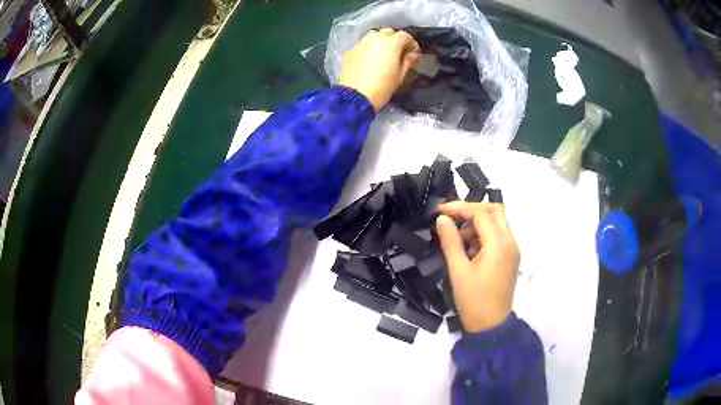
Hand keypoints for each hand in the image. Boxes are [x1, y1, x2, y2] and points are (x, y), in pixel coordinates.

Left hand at [340, 28, 420, 111]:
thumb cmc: (383, 86)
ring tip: (383, 54)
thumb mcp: (400, 75)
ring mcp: (361, 43)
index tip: (413, 53)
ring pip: (374, 36)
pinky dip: (369, 49)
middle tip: (398, 53)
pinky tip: (370, 61)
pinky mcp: (350, 51)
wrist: (356, 95)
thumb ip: (408, 61)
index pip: (404, 36)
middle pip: (388, 33)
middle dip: (395, 40)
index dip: (411, 43)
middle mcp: (375, 38)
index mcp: (391, 43)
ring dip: (381, 42)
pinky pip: (363, 45)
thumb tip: (414, 54)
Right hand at [436, 202, 519, 332]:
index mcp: (498, 244)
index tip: (440, 211)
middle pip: (495, 211)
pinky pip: (499, 236)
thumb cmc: (473, 300)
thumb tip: (442, 219)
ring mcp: (513, 249)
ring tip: (458, 240)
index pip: (481, 213)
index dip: (460, 208)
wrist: (491, 325)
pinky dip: (484, 235)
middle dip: (473, 210)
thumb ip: (450, 242)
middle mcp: (510, 242)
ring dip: (478, 223)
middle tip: (452, 218)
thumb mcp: (458, 271)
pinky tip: (469, 249)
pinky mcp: (511, 257)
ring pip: (498, 222)